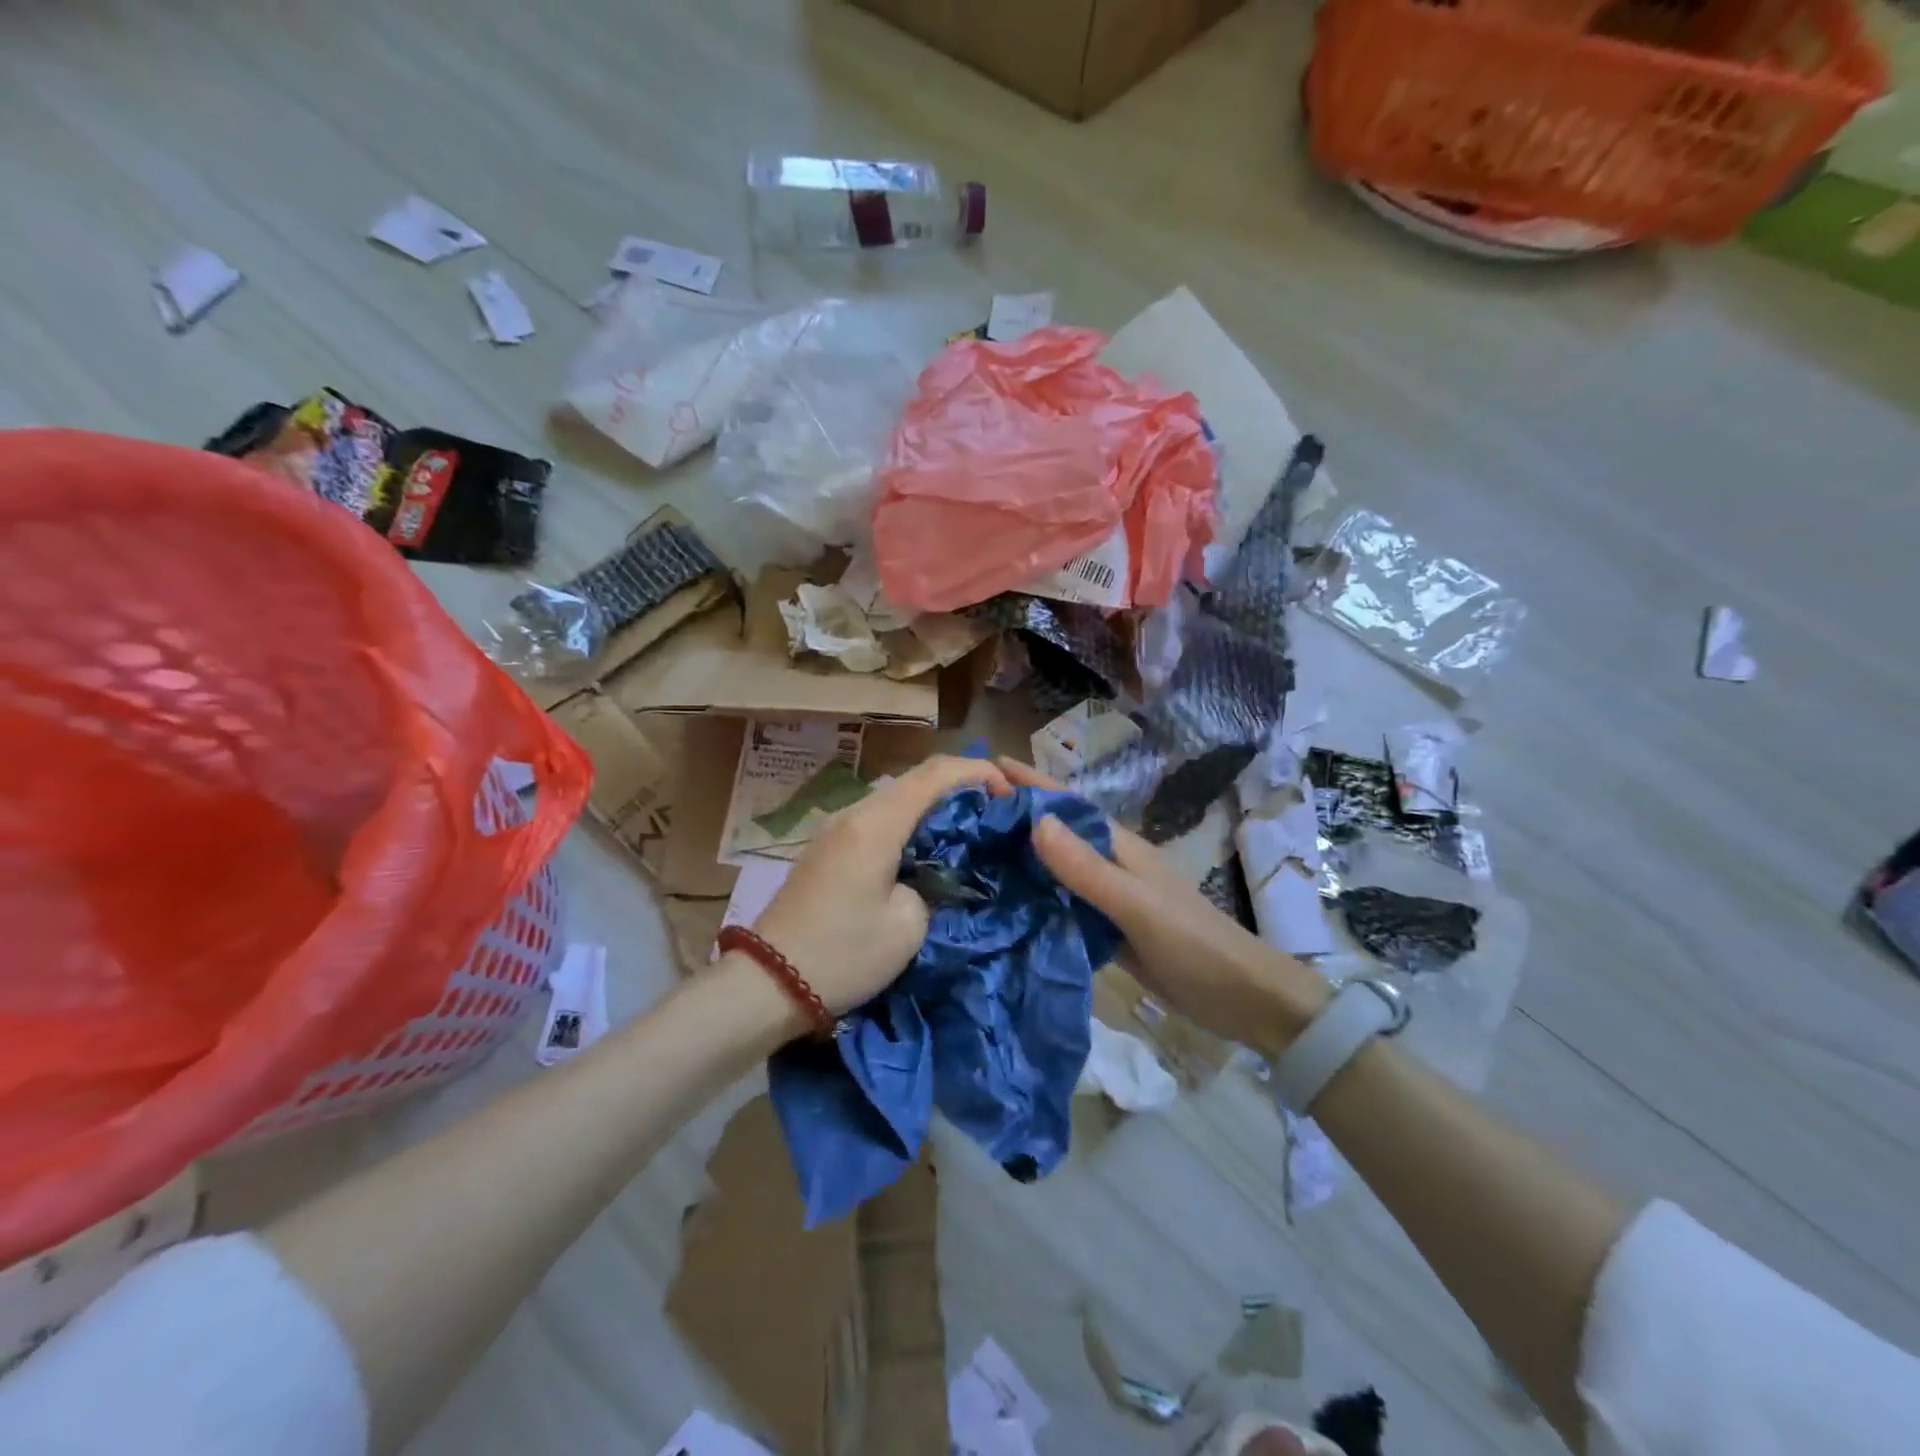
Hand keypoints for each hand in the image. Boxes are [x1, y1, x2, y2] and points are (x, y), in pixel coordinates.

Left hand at [750, 755, 1010, 1018]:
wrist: (765, 983)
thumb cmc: (842, 955)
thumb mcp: (908, 927)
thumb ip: (933, 886)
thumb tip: (932, 874)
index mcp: (876, 824)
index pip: (936, 773)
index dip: (979, 773)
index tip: (1011, 796)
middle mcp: (854, 813)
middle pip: (916, 779)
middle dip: (962, 788)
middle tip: (997, 814)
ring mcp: (836, 829)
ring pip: (896, 798)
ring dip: (935, 806)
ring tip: (969, 832)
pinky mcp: (827, 849)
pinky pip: (878, 820)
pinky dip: (910, 824)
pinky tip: (928, 850)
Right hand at [1001, 759, 1329, 1055]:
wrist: (1241, 999)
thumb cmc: (1192, 943)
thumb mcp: (1136, 903)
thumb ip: (1086, 868)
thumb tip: (1034, 821)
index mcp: (1118, 847)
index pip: (1066, 805)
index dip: (1030, 783)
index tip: (986, 766)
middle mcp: (1109, 865)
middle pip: (1055, 833)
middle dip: (1015, 818)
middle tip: (962, 814)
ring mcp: (1107, 898)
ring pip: (1055, 869)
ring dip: (1019, 859)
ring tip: (971, 854)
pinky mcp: (1105, 929)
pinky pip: (1061, 905)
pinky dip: (1034, 900)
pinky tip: (1004, 906)